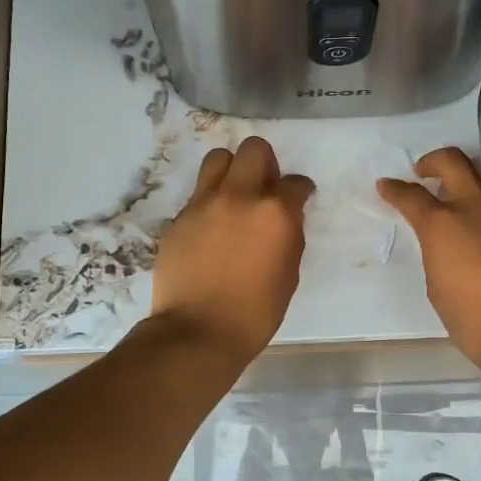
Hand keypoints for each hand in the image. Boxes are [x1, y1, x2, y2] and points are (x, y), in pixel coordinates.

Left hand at [150, 136, 314, 361]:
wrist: (198, 331)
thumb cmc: (255, 312)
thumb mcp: (288, 274)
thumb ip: (289, 236)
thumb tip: (286, 219)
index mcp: (275, 212)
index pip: (295, 182)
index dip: (300, 190)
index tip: (299, 198)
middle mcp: (240, 196)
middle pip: (254, 150)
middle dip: (266, 163)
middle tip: (265, 187)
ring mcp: (204, 204)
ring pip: (218, 159)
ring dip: (232, 170)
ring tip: (234, 194)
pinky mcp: (179, 218)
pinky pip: (198, 195)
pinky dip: (209, 202)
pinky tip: (211, 228)